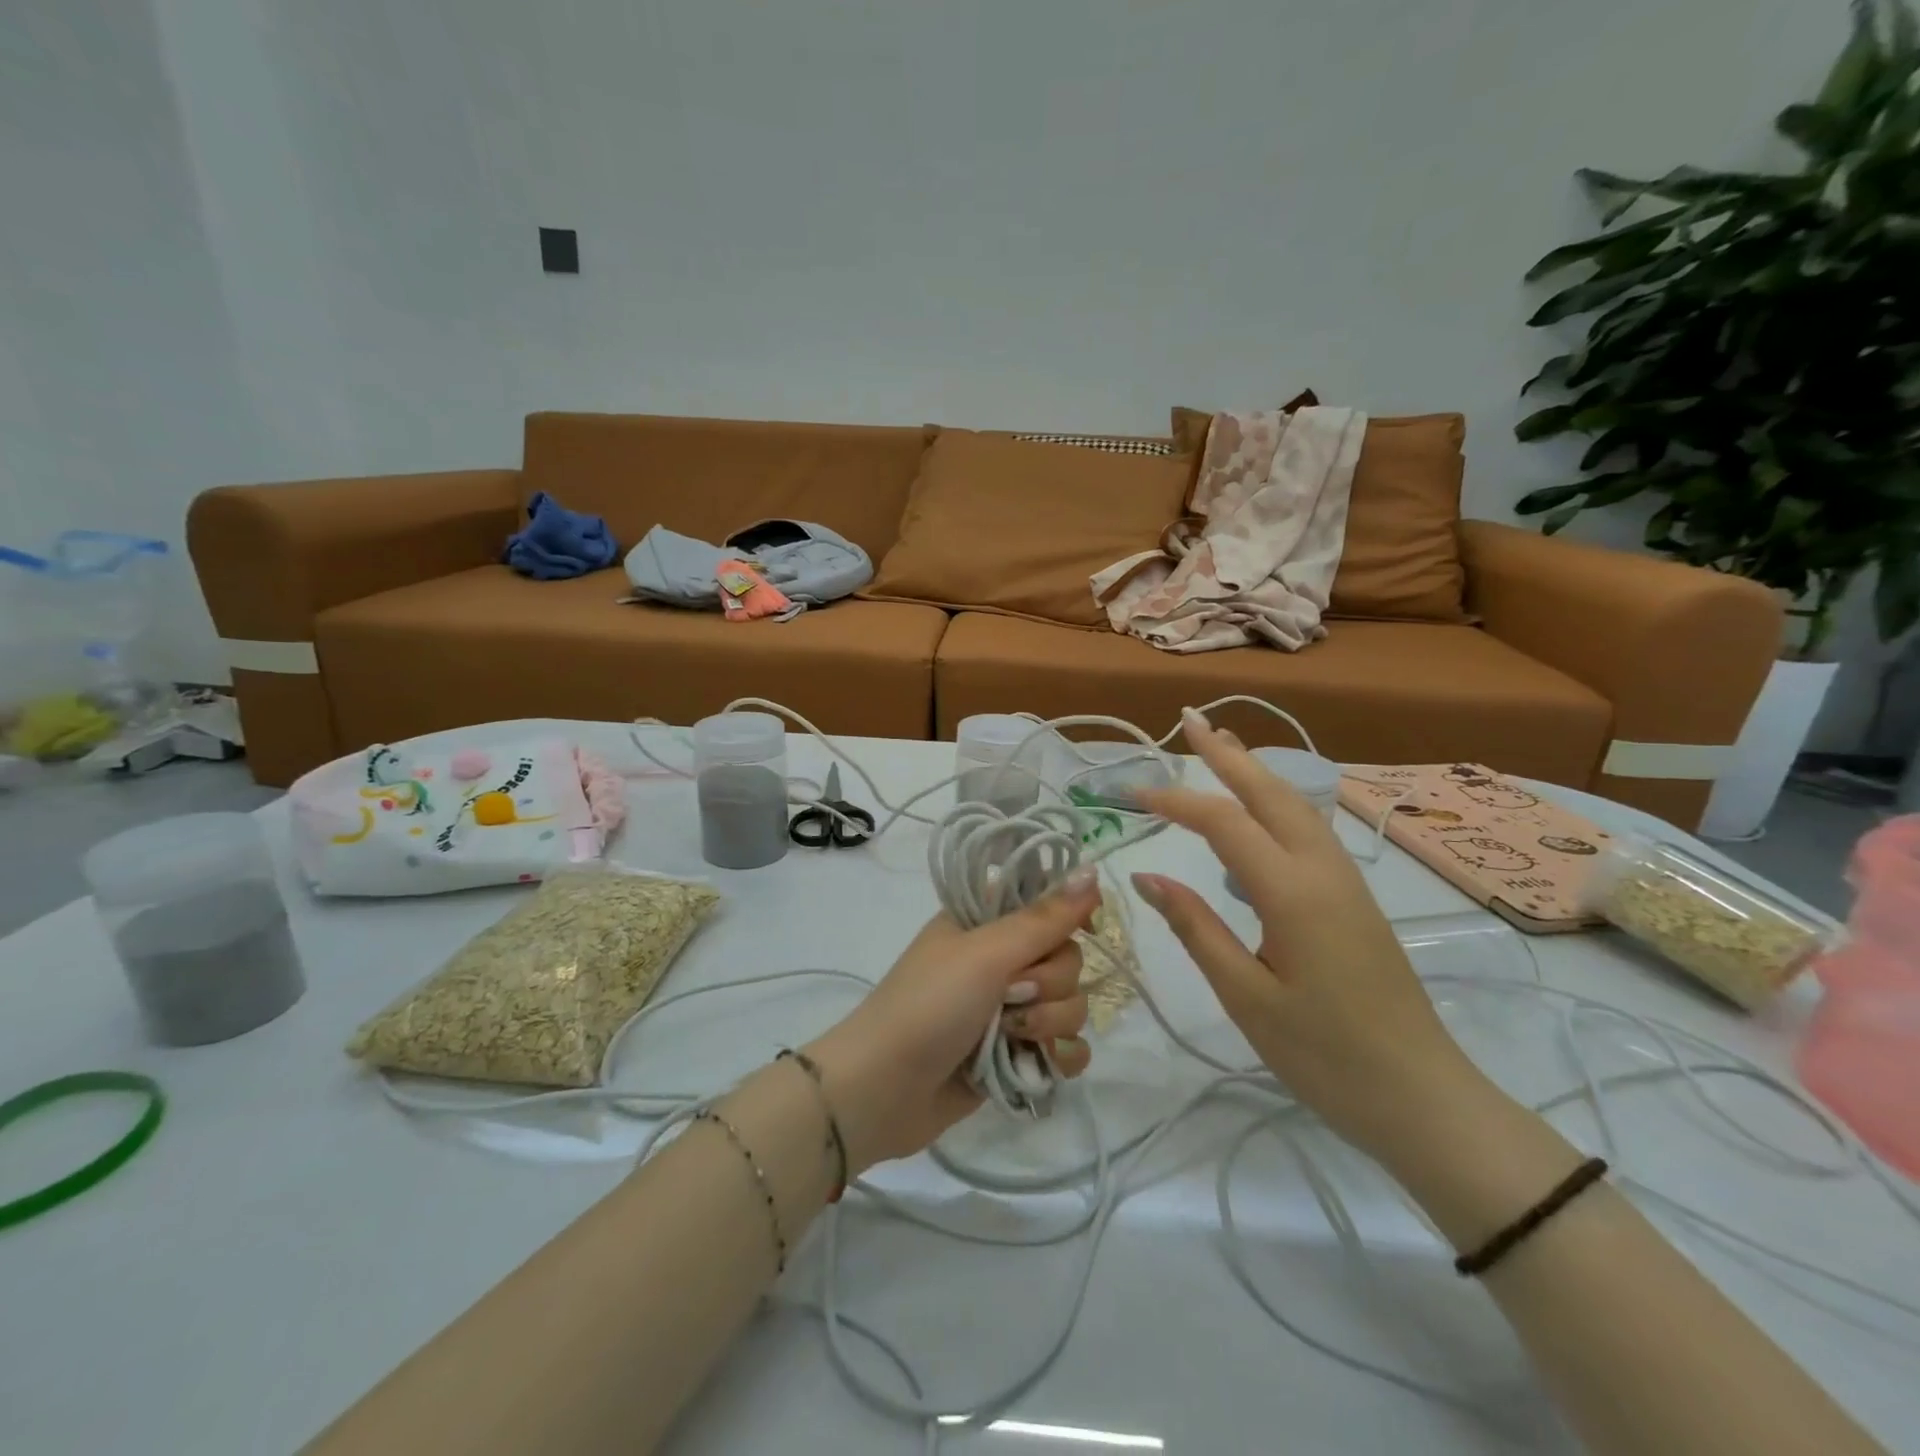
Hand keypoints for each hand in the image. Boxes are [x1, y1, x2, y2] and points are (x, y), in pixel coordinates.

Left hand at [804, 875, 1098, 1173]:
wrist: (883, 1090)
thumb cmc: (929, 1006)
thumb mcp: (985, 953)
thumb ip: (1044, 918)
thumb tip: (1093, 871)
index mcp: (986, 922)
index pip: (1048, 903)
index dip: (1068, 917)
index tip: (1079, 931)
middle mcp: (1000, 960)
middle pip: (1067, 958)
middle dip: (1050, 983)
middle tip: (1011, 995)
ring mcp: (1010, 1009)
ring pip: (1071, 1003)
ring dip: (1051, 1023)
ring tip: (1013, 1037)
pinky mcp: (1017, 1053)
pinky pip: (1066, 1046)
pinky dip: (1061, 1057)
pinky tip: (1044, 1065)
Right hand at [1132, 711, 1491, 1167]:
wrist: (1422, 1098)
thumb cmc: (1325, 1055)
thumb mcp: (1245, 996)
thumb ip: (1195, 928)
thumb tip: (1148, 876)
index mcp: (1293, 892)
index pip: (1223, 823)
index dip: (1175, 801)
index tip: (1131, 794)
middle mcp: (1323, 870)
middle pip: (1271, 793)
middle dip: (1228, 754)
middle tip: (1190, 720)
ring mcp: (1346, 881)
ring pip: (1296, 806)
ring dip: (1255, 772)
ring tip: (1222, 748)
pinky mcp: (1354, 898)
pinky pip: (1309, 830)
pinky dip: (1276, 803)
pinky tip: (1259, 813)